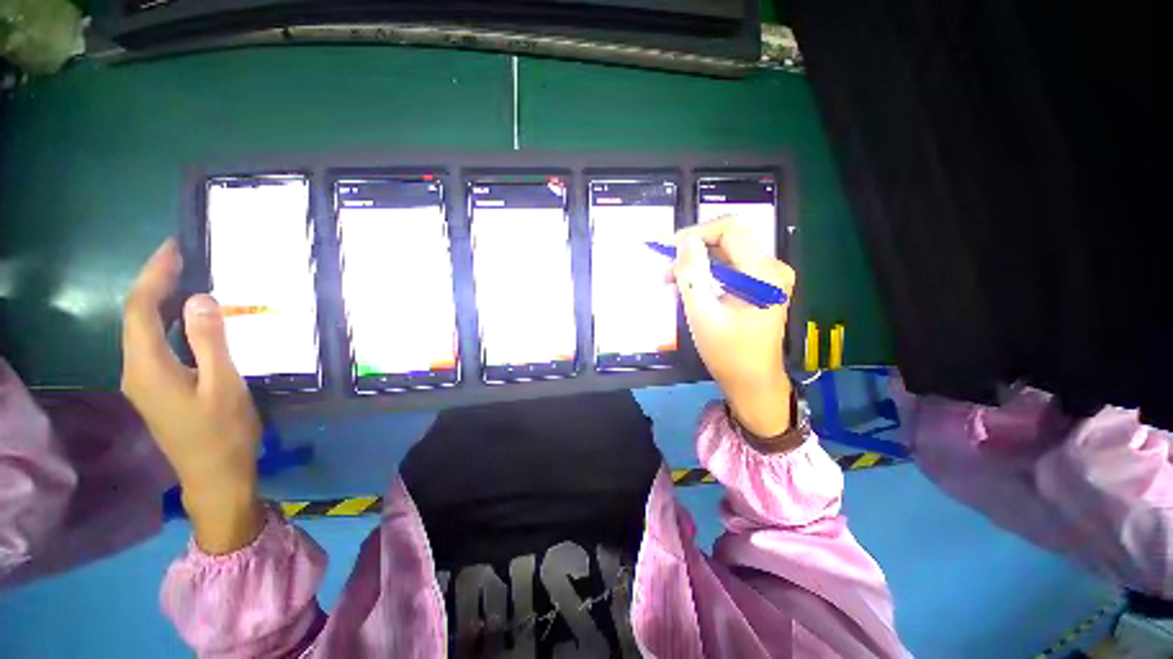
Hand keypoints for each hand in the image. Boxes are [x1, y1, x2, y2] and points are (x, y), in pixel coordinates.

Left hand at [121, 239, 263, 553]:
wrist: (215, 476)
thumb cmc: (223, 432)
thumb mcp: (224, 385)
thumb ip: (209, 342)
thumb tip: (199, 298)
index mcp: (148, 367)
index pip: (140, 309)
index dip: (154, 275)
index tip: (174, 247)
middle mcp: (135, 369)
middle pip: (135, 316)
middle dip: (155, 282)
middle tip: (184, 256)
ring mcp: (143, 380)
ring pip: (142, 330)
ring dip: (160, 301)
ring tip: (187, 278)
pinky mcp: (155, 387)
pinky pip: (154, 343)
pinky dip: (166, 321)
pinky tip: (186, 317)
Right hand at [672, 217, 796, 438]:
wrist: (753, 382)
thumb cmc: (728, 353)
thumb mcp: (703, 314)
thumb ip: (692, 274)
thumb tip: (685, 240)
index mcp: (764, 273)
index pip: (731, 229)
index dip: (697, 233)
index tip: (670, 249)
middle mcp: (773, 268)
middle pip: (729, 239)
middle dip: (694, 250)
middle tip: (666, 270)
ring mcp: (769, 276)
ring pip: (727, 253)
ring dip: (698, 263)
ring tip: (672, 280)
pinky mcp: (762, 285)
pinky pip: (731, 268)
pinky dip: (708, 273)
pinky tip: (691, 288)